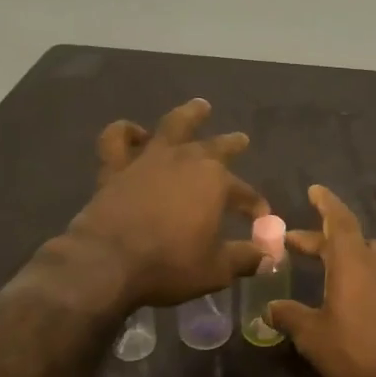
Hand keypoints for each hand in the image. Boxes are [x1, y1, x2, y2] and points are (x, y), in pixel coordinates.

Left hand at [64, 99, 267, 309]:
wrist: (107, 262)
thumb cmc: (168, 265)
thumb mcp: (215, 270)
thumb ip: (244, 259)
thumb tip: (268, 257)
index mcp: (215, 182)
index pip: (244, 193)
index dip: (254, 205)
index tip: (261, 218)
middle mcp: (186, 160)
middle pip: (216, 147)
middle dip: (232, 144)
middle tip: (241, 139)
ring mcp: (149, 159)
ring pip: (173, 125)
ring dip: (189, 115)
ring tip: (200, 106)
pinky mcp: (116, 167)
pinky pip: (117, 139)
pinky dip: (126, 132)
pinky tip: (134, 133)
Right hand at [265, 185, 375, 376]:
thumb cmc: (356, 349)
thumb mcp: (313, 335)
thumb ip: (289, 316)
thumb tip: (269, 308)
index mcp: (352, 260)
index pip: (337, 219)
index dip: (325, 202)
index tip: (314, 189)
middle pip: (349, 239)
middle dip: (320, 239)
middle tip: (295, 244)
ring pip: (367, 257)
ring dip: (344, 257)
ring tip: (324, 270)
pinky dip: (361, 276)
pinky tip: (351, 297)